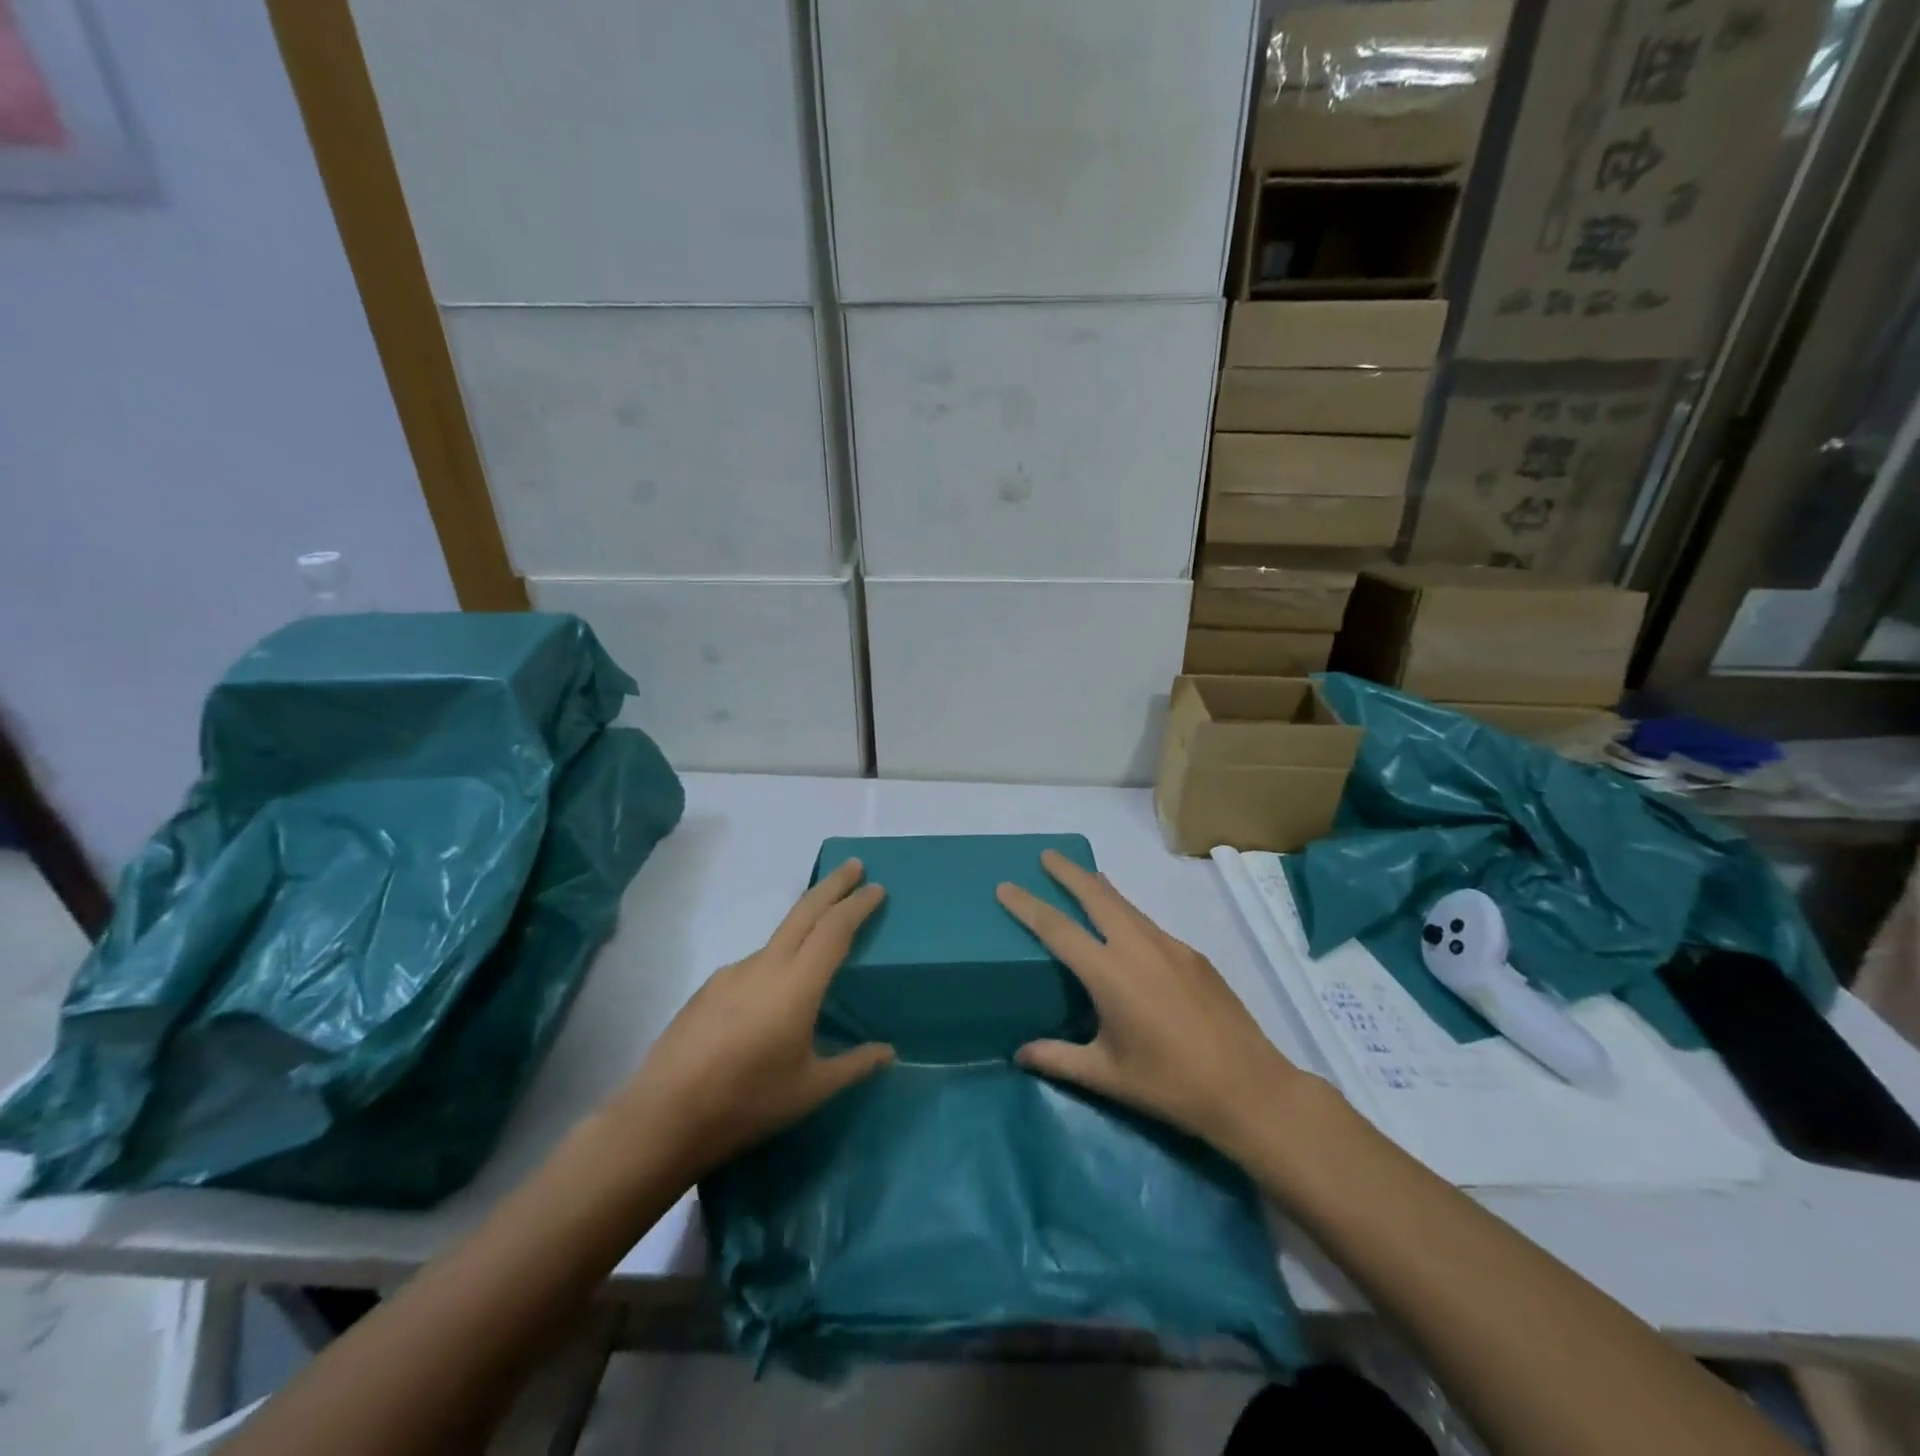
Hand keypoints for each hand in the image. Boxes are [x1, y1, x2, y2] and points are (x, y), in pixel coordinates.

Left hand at [615, 860, 894, 1175]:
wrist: (662, 1117)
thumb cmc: (746, 1102)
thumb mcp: (810, 1090)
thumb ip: (853, 1065)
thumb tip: (889, 1053)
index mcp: (796, 985)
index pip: (834, 929)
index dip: (858, 905)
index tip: (877, 888)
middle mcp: (765, 966)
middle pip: (804, 911)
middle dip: (832, 885)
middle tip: (854, 866)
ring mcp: (732, 973)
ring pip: (778, 937)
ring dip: (805, 924)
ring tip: (822, 942)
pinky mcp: (709, 988)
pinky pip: (755, 964)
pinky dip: (779, 959)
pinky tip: (776, 995)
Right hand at [997, 850, 1303, 1154]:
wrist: (1249, 1087)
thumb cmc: (1170, 1085)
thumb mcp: (1107, 1076)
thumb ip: (1059, 1059)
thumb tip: (1020, 1053)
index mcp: (1110, 974)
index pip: (1057, 929)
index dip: (1028, 905)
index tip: (1006, 885)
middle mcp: (1138, 947)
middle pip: (1097, 896)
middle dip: (1069, 872)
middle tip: (1047, 855)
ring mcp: (1171, 947)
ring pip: (1127, 905)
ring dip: (1100, 888)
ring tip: (1083, 877)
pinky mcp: (1194, 955)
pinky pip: (1149, 924)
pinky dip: (1128, 913)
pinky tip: (1126, 930)